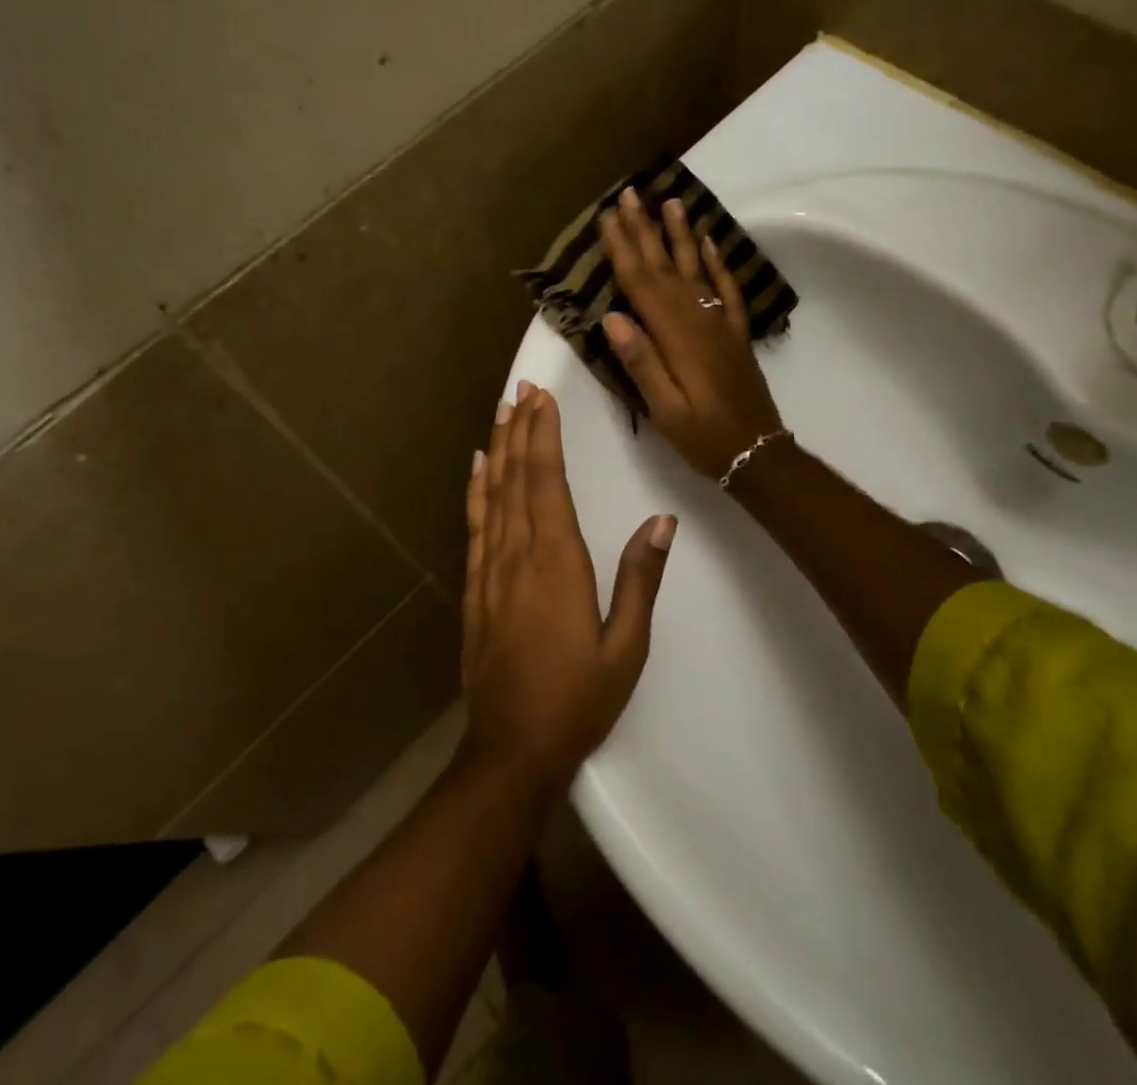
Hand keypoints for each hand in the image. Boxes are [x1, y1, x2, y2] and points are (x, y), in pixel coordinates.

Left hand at [461, 381, 675, 786]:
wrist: (512, 749)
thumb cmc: (578, 700)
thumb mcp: (626, 647)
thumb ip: (640, 580)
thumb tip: (661, 521)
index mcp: (556, 563)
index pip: (547, 482)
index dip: (544, 436)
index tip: (543, 398)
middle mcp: (517, 555)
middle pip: (517, 478)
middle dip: (520, 429)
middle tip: (522, 388)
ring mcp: (489, 571)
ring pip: (492, 495)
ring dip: (498, 450)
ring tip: (501, 412)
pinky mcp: (475, 588)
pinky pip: (475, 525)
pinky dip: (476, 490)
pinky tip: (478, 470)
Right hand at [598, 187, 784, 481]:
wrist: (757, 451)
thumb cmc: (703, 435)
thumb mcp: (665, 409)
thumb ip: (641, 362)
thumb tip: (612, 318)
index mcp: (675, 338)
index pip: (642, 284)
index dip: (623, 249)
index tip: (608, 217)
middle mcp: (698, 320)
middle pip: (666, 267)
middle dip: (645, 229)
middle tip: (630, 194)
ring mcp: (720, 323)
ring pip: (696, 268)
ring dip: (681, 234)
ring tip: (670, 201)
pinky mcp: (735, 332)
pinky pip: (726, 288)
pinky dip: (717, 262)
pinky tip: (709, 241)